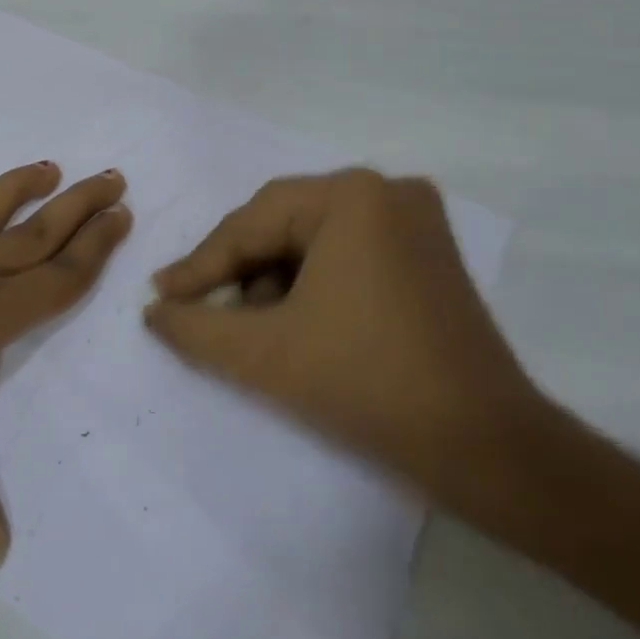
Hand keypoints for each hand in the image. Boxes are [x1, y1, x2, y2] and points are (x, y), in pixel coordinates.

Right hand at [142, 168, 545, 513]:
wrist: (487, 448)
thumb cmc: (366, 384)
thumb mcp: (262, 354)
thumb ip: (193, 327)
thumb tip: (153, 311)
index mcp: (350, 196)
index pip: (251, 224)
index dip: (199, 265)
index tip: (160, 295)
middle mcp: (386, 191)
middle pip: (282, 225)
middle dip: (238, 270)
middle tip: (199, 306)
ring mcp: (416, 219)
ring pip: (313, 239)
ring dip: (273, 279)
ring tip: (252, 325)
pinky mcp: (430, 252)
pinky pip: (348, 252)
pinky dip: (313, 282)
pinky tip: (298, 321)